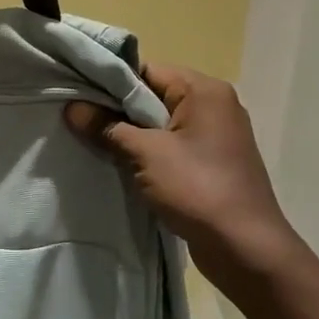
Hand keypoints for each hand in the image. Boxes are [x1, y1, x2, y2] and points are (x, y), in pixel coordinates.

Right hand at [64, 64, 303, 293]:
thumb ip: (107, 127)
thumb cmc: (197, 187)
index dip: (109, 81)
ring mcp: (215, 136)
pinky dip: (146, 152)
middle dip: (116, 109)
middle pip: (153, 95)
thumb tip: (72, 108)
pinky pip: (170, 146)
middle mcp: (214, 105)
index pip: (147, 71)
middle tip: (78, 119)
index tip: (77, 94)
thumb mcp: (145, 153)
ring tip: (93, 141)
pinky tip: (120, 164)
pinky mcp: (211, 163)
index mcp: (204, 91)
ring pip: (160, 124)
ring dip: (129, 133)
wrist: (245, 247)